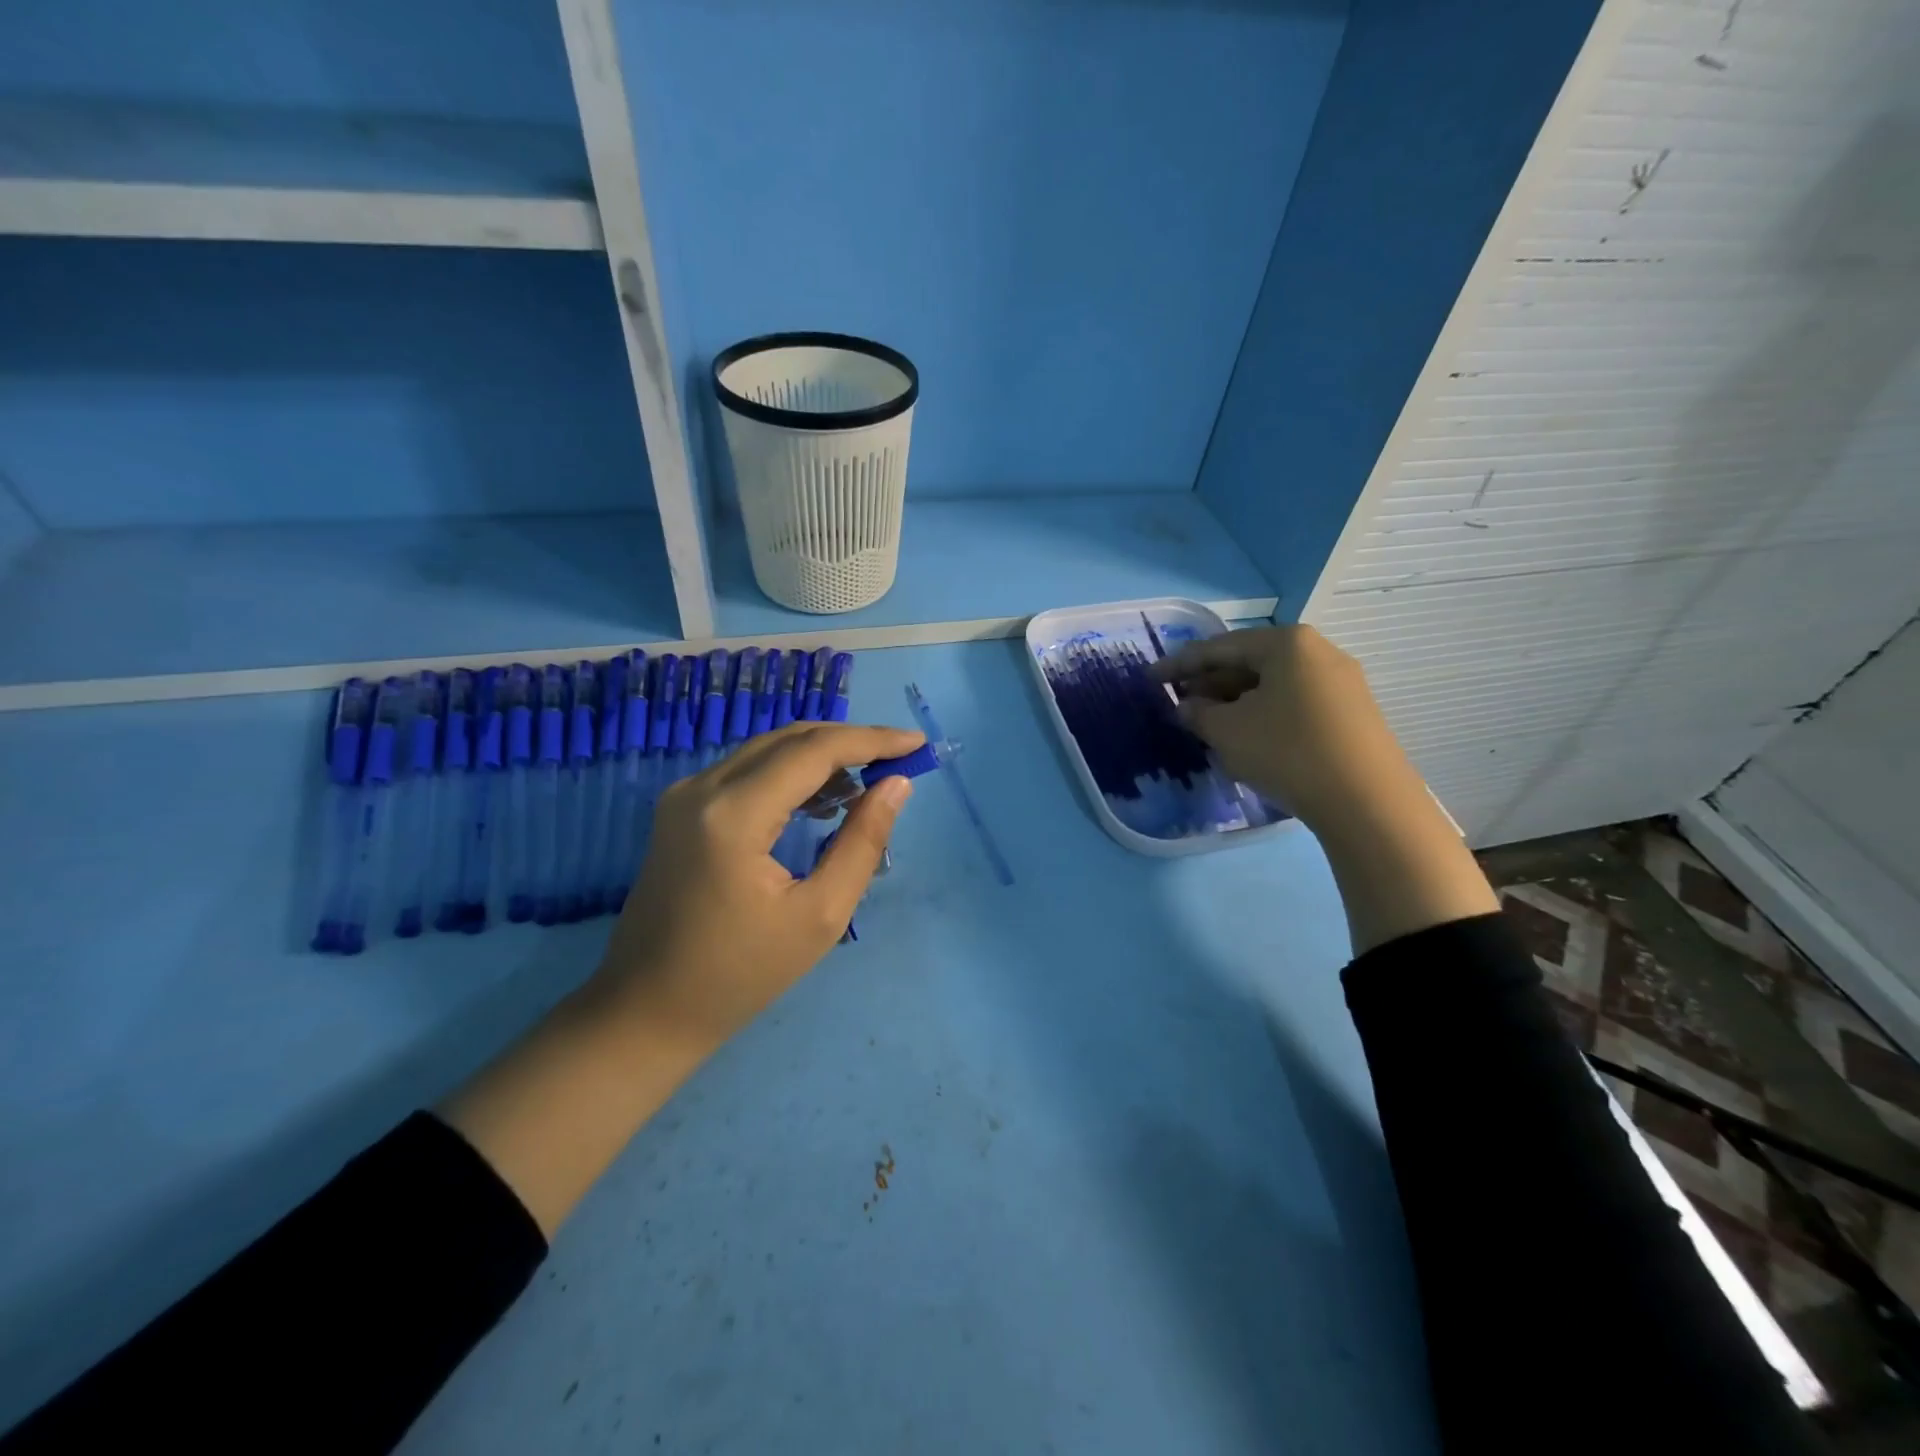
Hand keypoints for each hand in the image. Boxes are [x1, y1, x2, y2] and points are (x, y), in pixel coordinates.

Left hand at [594, 722, 922, 1050]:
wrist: (646, 1010)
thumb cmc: (740, 975)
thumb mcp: (819, 915)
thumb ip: (863, 842)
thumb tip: (897, 784)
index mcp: (734, 814)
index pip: (814, 751)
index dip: (871, 741)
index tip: (916, 743)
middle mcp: (703, 788)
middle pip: (790, 740)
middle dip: (850, 742)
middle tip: (899, 759)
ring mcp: (685, 795)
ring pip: (768, 750)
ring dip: (822, 756)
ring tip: (869, 783)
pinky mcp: (681, 809)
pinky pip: (748, 771)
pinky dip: (791, 774)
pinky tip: (824, 800)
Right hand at [1151, 624, 1420, 834]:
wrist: (1367, 801)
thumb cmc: (1287, 751)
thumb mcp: (1227, 731)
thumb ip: (1197, 713)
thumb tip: (1186, 706)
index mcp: (1287, 643)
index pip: (1219, 647)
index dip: (1179, 665)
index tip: (1150, 678)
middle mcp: (1318, 652)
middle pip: (1249, 663)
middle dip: (1210, 684)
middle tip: (1180, 704)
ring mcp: (1340, 683)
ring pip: (1272, 686)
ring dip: (1235, 702)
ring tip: (1208, 725)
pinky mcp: (1352, 714)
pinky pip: (1294, 704)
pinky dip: (1263, 715)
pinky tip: (1248, 740)